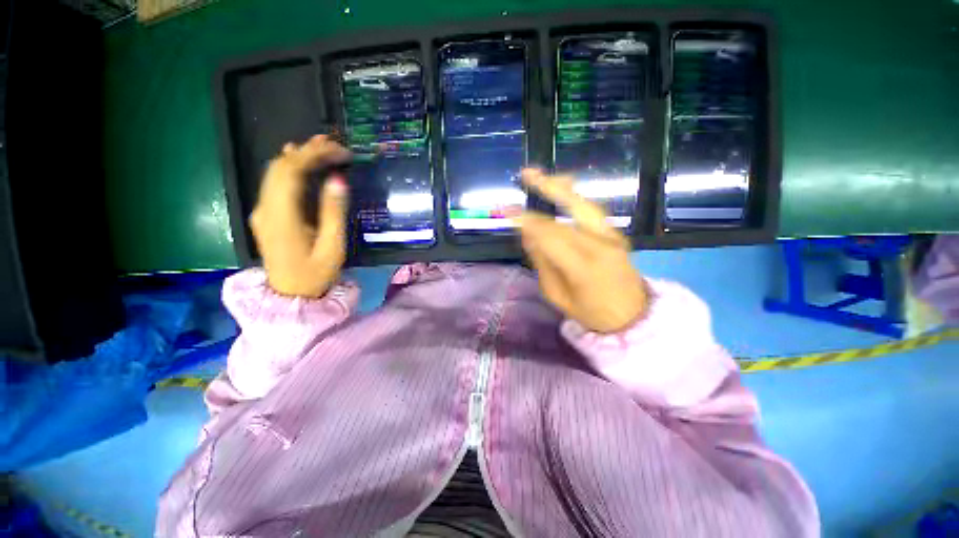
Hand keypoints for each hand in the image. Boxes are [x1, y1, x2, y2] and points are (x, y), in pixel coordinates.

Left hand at [249, 135, 350, 297]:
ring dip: (297, 156)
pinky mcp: (266, 215)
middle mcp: (266, 209)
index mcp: (282, 217)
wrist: (290, 296)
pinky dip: (290, 168)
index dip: (314, 154)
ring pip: (274, 172)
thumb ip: (333, 212)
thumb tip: (338, 180)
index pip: (291, 172)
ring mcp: (263, 211)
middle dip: (306, 150)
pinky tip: (301, 162)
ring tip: (321, 147)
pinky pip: (274, 184)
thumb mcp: (332, 247)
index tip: (339, 150)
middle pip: (279, 167)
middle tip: (333, 144)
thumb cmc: (316, 275)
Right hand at [515, 169, 648, 332]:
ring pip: (584, 204)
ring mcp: (612, 236)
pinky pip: (592, 210)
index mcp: (583, 266)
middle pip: (570, 210)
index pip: (549, 235)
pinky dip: (574, 197)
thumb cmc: (590, 312)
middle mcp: (600, 244)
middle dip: (546, 189)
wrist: (632, 315)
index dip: (526, 220)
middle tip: (526, 174)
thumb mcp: (557, 295)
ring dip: (562, 187)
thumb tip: (528, 234)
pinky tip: (562, 189)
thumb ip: (542, 262)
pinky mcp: (616, 233)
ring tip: (542, 176)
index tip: (505, 211)